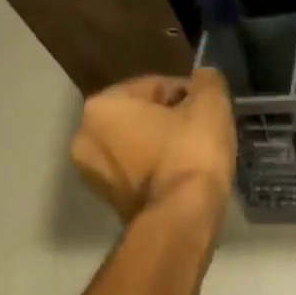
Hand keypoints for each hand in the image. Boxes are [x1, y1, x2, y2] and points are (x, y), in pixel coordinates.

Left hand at [69, 69, 236, 222]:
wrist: (182, 217)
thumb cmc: (191, 152)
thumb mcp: (210, 104)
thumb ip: (207, 81)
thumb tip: (203, 77)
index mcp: (103, 105)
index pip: (155, 85)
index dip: (188, 93)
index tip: (209, 109)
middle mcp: (85, 136)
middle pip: (140, 115)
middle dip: (169, 119)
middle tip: (202, 131)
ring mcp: (91, 173)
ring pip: (136, 144)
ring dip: (161, 144)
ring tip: (194, 155)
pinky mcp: (107, 201)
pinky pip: (136, 171)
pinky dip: (156, 169)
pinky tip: (181, 175)